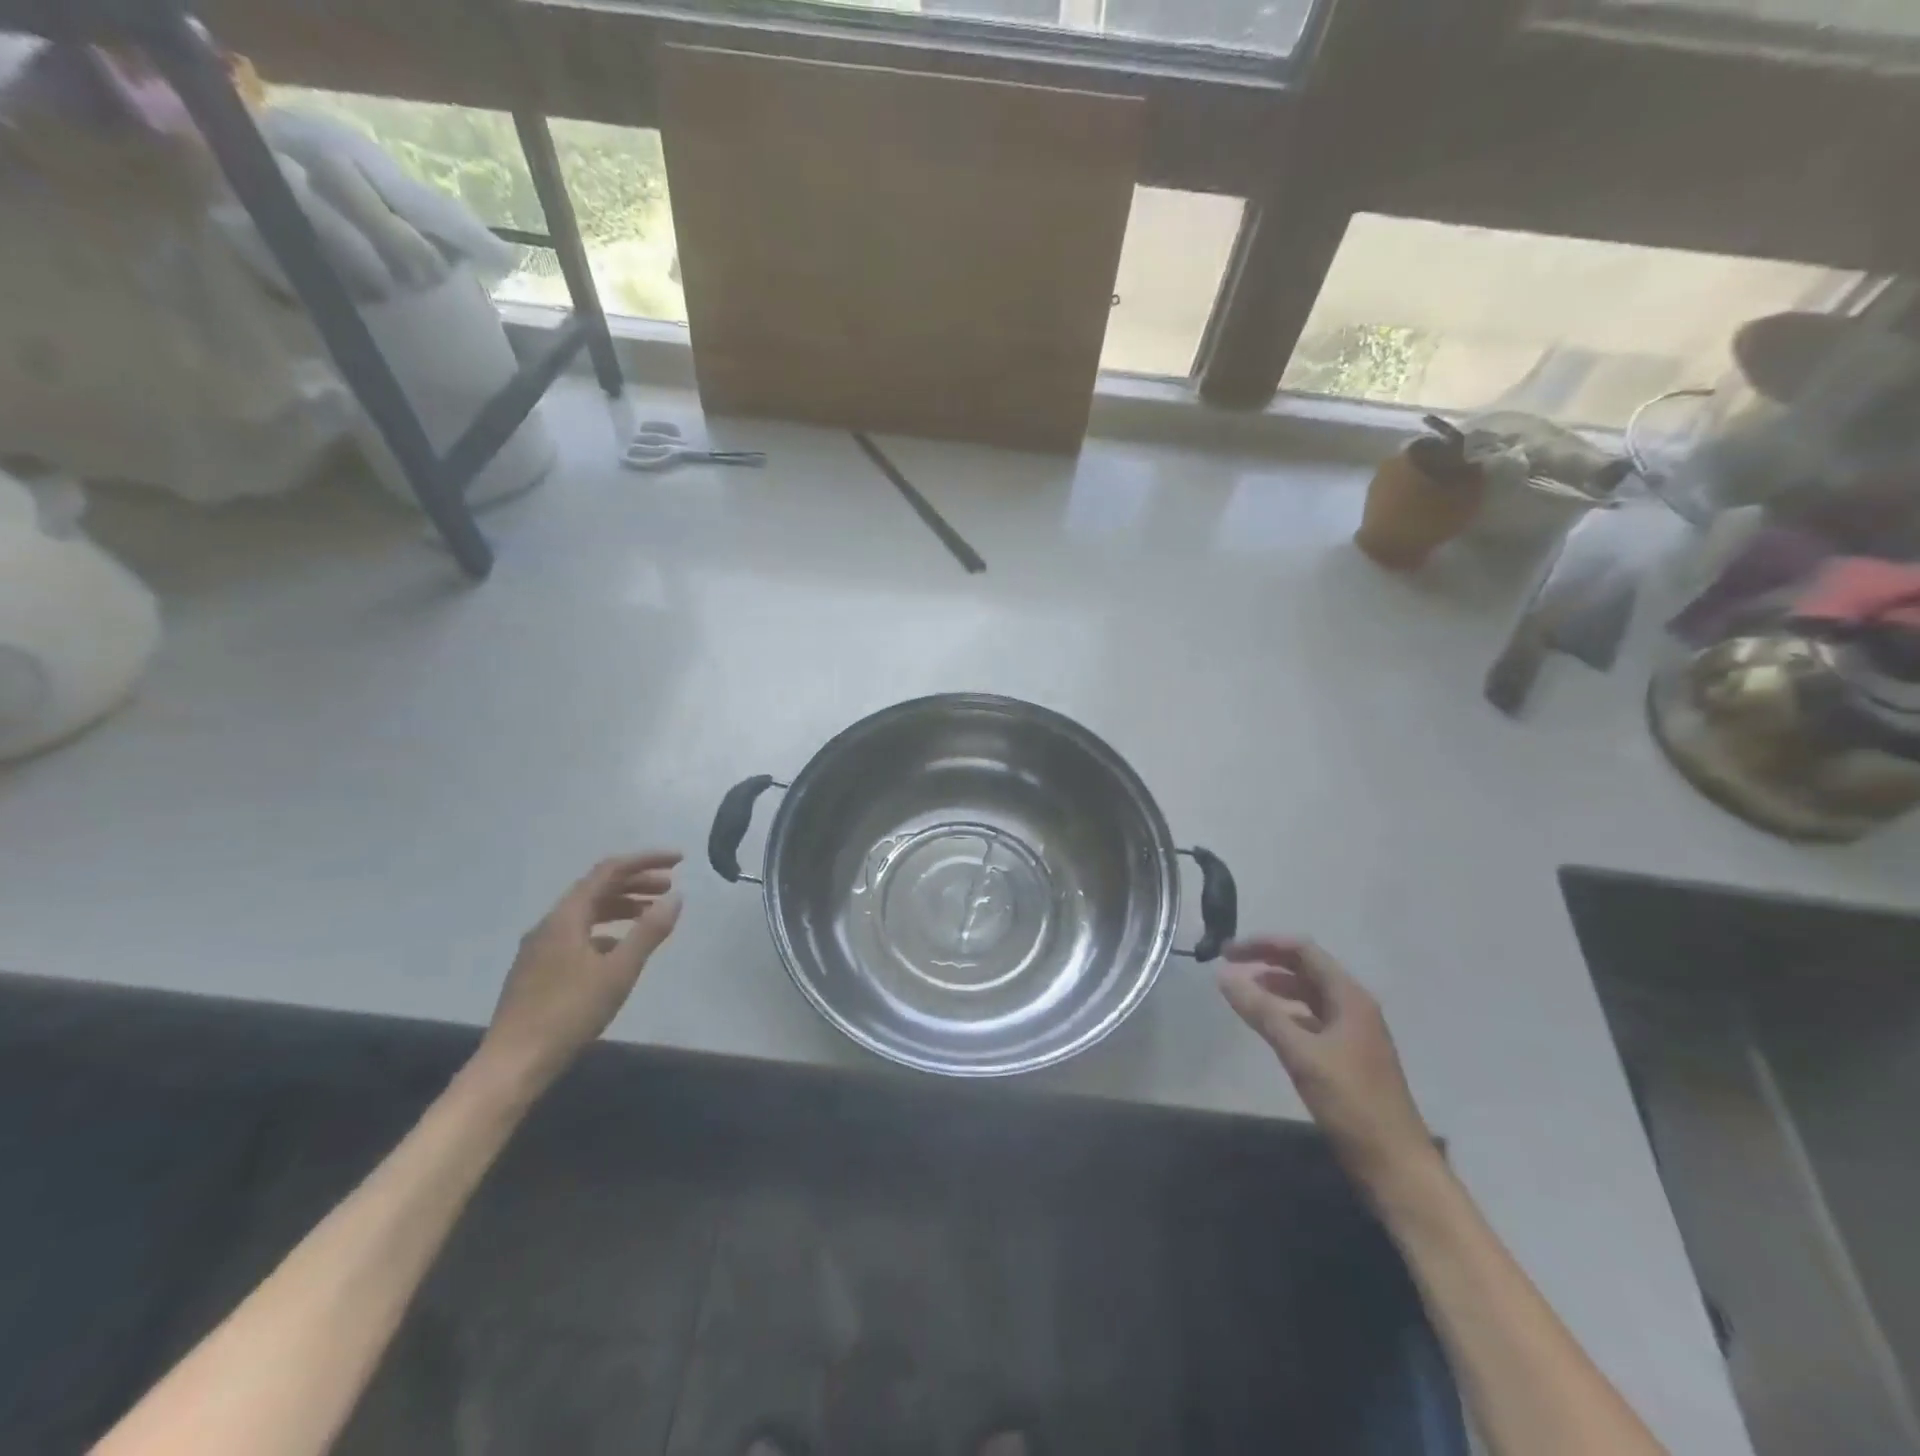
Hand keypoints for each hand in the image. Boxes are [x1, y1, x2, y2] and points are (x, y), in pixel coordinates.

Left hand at [474, 852, 683, 1096]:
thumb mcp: (619, 971)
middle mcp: (550, 924)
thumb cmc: (569, 1013)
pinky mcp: (538, 969)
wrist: (513, 1064)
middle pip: (597, 888)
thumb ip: (649, 931)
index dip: (645, 861)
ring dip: (622, 906)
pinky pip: (578, 934)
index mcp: (566, 917)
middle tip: (671, 887)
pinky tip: (621, 949)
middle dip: (636, 882)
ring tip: (651, 913)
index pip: (609, 870)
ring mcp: (540, 947)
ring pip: (587, 912)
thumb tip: (676, 897)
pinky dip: (606, 930)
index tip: (678, 861)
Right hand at [1217, 937, 1434, 1192]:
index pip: (1303, 950)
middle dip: (1267, 962)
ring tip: (1243, 992)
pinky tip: (1267, 1025)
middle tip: (1228, 966)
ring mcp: (1352, 1032)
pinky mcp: (1347, 1056)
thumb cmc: (1352, 1103)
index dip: (1264, 944)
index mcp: (1349, 998)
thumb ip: (1261, 1012)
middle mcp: (1353, 1007)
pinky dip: (1286, 1013)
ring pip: (1308, 994)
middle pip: (1306, 968)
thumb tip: (1223, 975)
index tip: (1228, 952)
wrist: (1396, 1166)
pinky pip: (1311, 1020)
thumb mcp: (1301, 1054)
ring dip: (1276, 987)